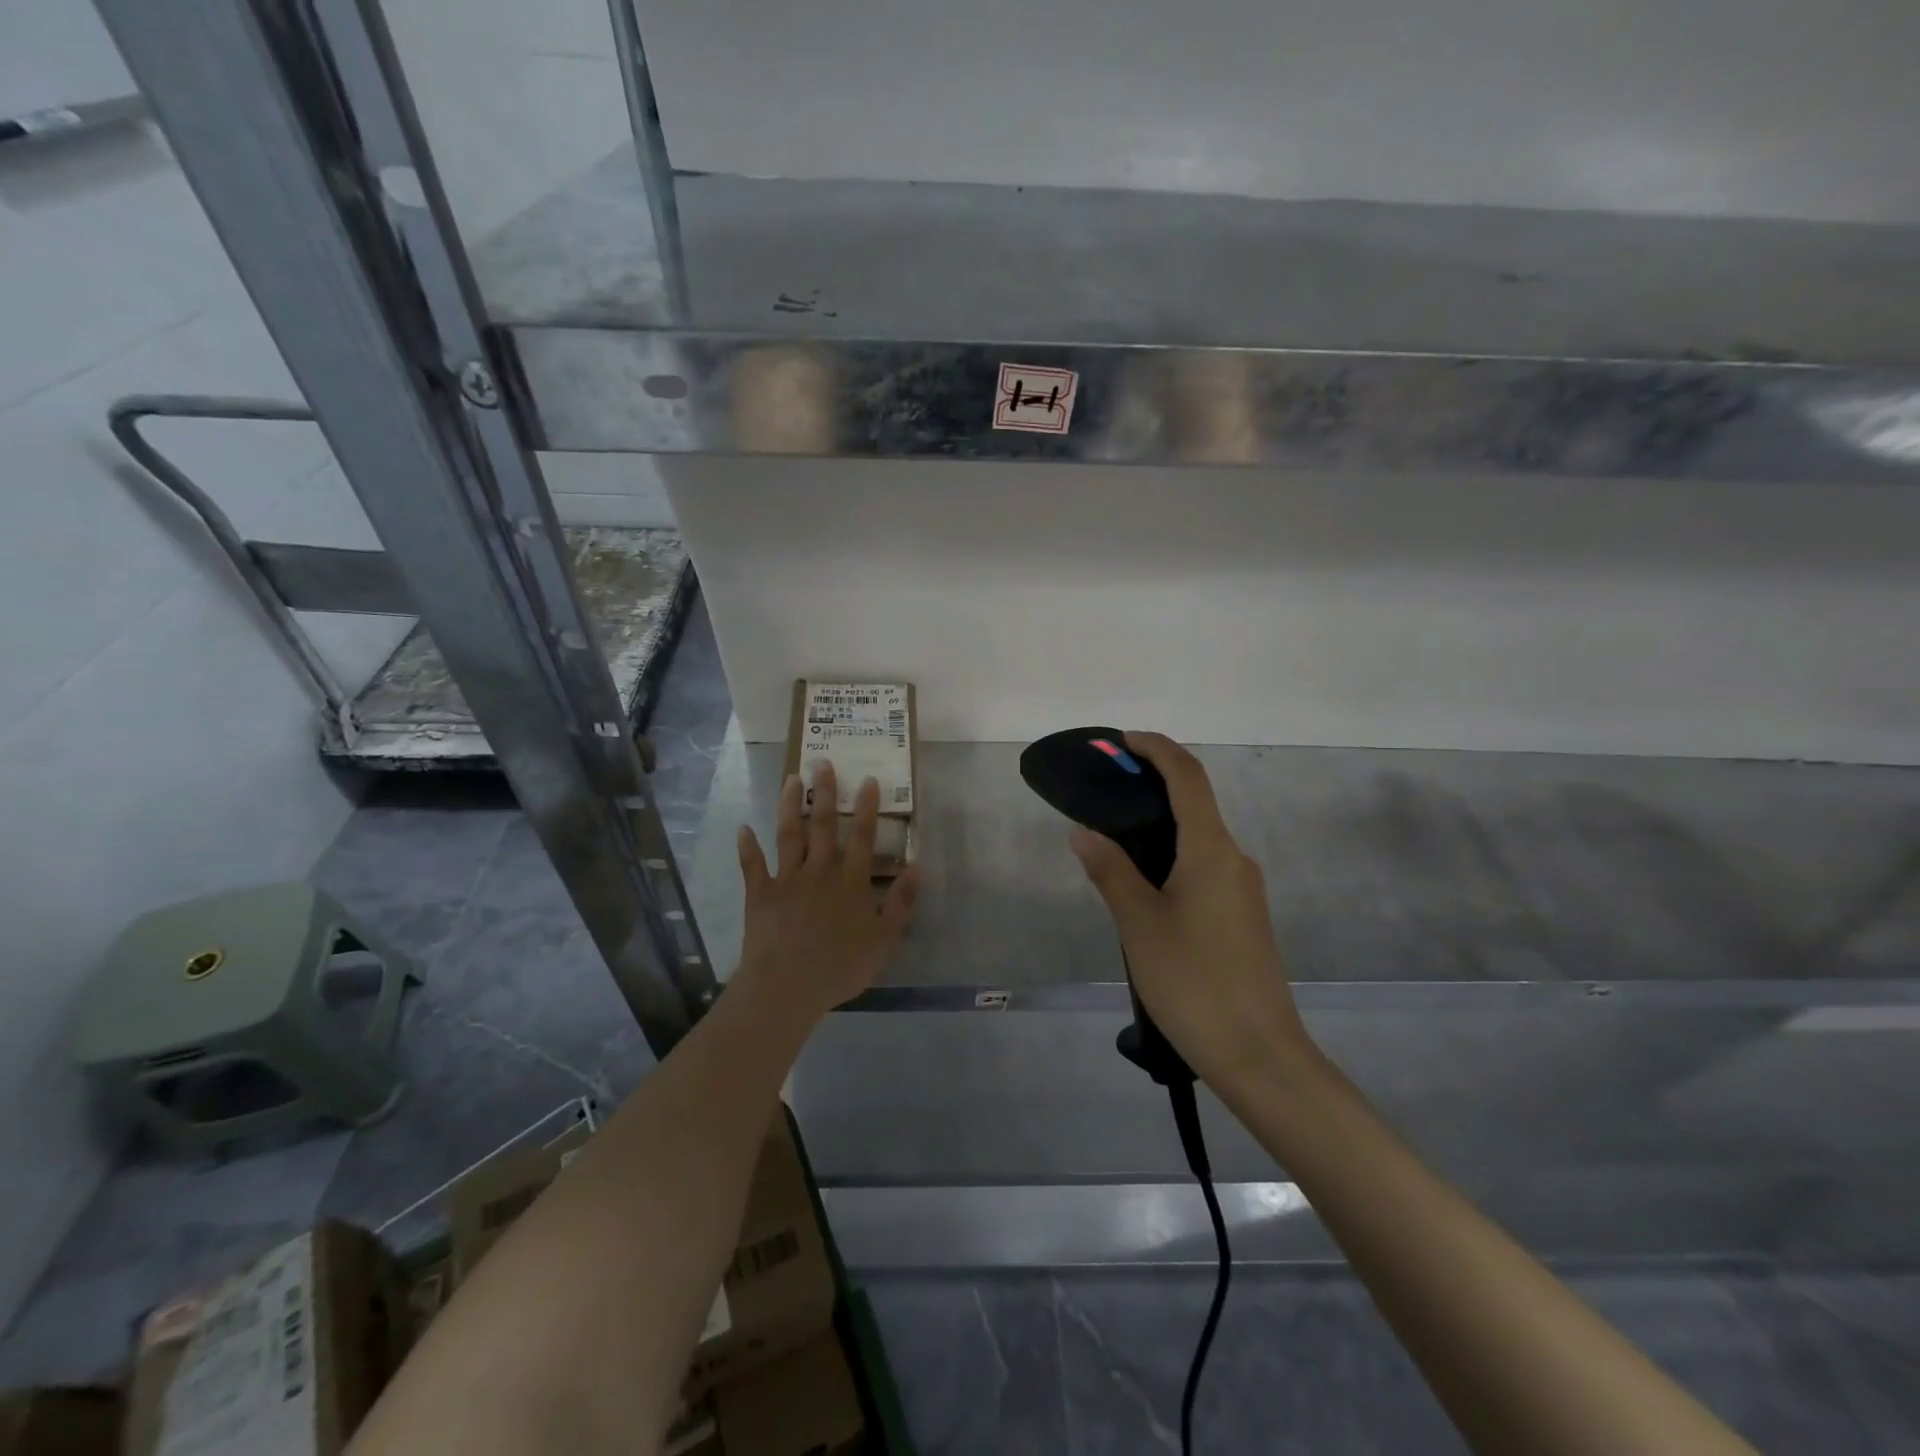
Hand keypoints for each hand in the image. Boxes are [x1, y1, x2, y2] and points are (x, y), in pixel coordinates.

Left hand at [735, 763, 920, 1018]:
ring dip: (788, 806)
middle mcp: (819, 872)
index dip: (866, 808)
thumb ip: (901, 902)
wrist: (787, 987)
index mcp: (850, 882)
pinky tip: (743, 828)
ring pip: (788, 835)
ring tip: (790, 779)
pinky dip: (747, 847)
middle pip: (822, 826)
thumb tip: (917, 866)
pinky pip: (752, 866)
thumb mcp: (884, 939)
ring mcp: (787, 880)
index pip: (862, 837)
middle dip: (824, 792)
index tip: (868, 779)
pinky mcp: (760, 894)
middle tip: (822, 763)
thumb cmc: (840, 966)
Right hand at [1070, 732, 1314, 1089]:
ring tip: (1115, 836)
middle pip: (1196, 802)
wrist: (1260, 1054)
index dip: (1157, 749)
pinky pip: (1205, 865)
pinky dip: (1173, 854)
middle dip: (1153, 784)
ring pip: (1200, 837)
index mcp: (1211, 850)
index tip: (1122, 741)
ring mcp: (1243, 889)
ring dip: (1162, 822)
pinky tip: (1144, 883)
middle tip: (1106, 789)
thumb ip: (1110, 871)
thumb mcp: (1139, 924)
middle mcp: (1234, 859)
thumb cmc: (1194, 982)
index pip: (1188, 777)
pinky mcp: (1243, 916)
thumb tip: (1084, 832)